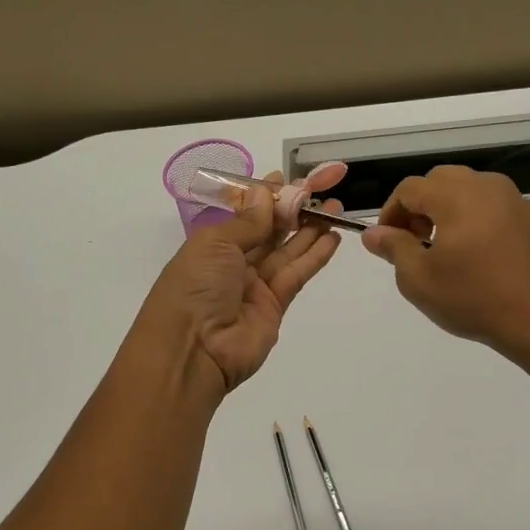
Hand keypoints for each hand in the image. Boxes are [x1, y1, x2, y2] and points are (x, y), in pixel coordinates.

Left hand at [138, 167, 345, 391]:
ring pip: (287, 250)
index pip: (244, 214)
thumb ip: (247, 221)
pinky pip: (297, 274)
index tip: (288, 178)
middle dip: (294, 209)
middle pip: (269, 231)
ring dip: (311, 229)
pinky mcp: (275, 306)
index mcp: (212, 244)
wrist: (193, 351)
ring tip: (336, 208)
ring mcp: (255, 285)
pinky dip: (315, 256)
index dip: (266, 196)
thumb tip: (265, 192)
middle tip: (322, 189)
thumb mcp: (216, 244)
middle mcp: (233, 262)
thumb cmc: (195, 287)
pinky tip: (333, 237)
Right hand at [362, 165, 529, 359]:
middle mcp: (487, 187)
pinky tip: (483, 258)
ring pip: (471, 190)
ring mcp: (516, 201)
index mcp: (455, 196)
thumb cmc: (474, 299)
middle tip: (415, 241)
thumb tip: (373, 233)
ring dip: (450, 210)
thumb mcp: (419, 280)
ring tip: (448, 249)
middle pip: (441, 181)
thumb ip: (393, 248)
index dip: (390, 213)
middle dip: (420, 206)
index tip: (387, 242)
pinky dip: (480, 221)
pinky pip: (497, 208)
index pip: (409, 189)